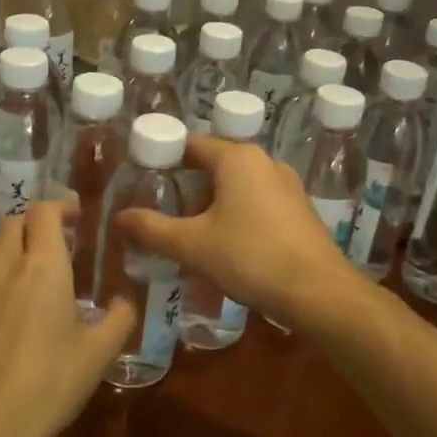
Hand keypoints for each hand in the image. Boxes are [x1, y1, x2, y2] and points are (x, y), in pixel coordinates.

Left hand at [0, 202, 135, 436]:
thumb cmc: (50, 384)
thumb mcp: (99, 354)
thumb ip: (119, 319)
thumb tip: (124, 302)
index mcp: (43, 266)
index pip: (45, 210)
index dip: (60, 206)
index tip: (75, 219)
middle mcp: (3, 267)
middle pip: (13, 221)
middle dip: (34, 225)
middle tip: (53, 246)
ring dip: (7, 246)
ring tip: (23, 271)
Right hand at [116, 136, 358, 323]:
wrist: (318, 292)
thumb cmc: (250, 257)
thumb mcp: (192, 245)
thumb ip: (152, 229)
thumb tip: (119, 217)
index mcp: (237, 158)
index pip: (191, 144)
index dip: (163, 157)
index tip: (141, 177)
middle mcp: (265, 161)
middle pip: (214, 165)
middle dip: (186, 187)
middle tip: (161, 212)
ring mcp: (287, 185)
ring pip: (237, 185)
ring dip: (212, 204)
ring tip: (189, 233)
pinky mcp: (300, 210)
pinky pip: (258, 202)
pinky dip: (237, 215)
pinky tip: (227, 245)